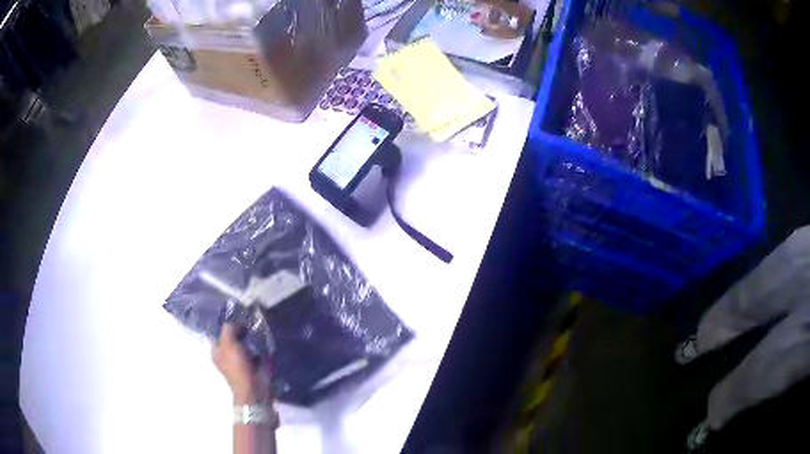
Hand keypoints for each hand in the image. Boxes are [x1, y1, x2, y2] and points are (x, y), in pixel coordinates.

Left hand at [213, 324, 256, 403]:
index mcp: (216, 351)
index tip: (235, 316)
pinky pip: (255, 351)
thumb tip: (236, 323)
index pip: (217, 333)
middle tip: (248, 322)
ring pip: (244, 344)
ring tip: (258, 329)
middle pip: (232, 338)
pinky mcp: (253, 366)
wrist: (254, 390)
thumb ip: (228, 329)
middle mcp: (226, 356)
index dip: (225, 324)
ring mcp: (240, 361)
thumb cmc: (237, 367)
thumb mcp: (228, 344)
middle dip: (239, 331)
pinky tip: (263, 340)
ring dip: (250, 338)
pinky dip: (259, 347)